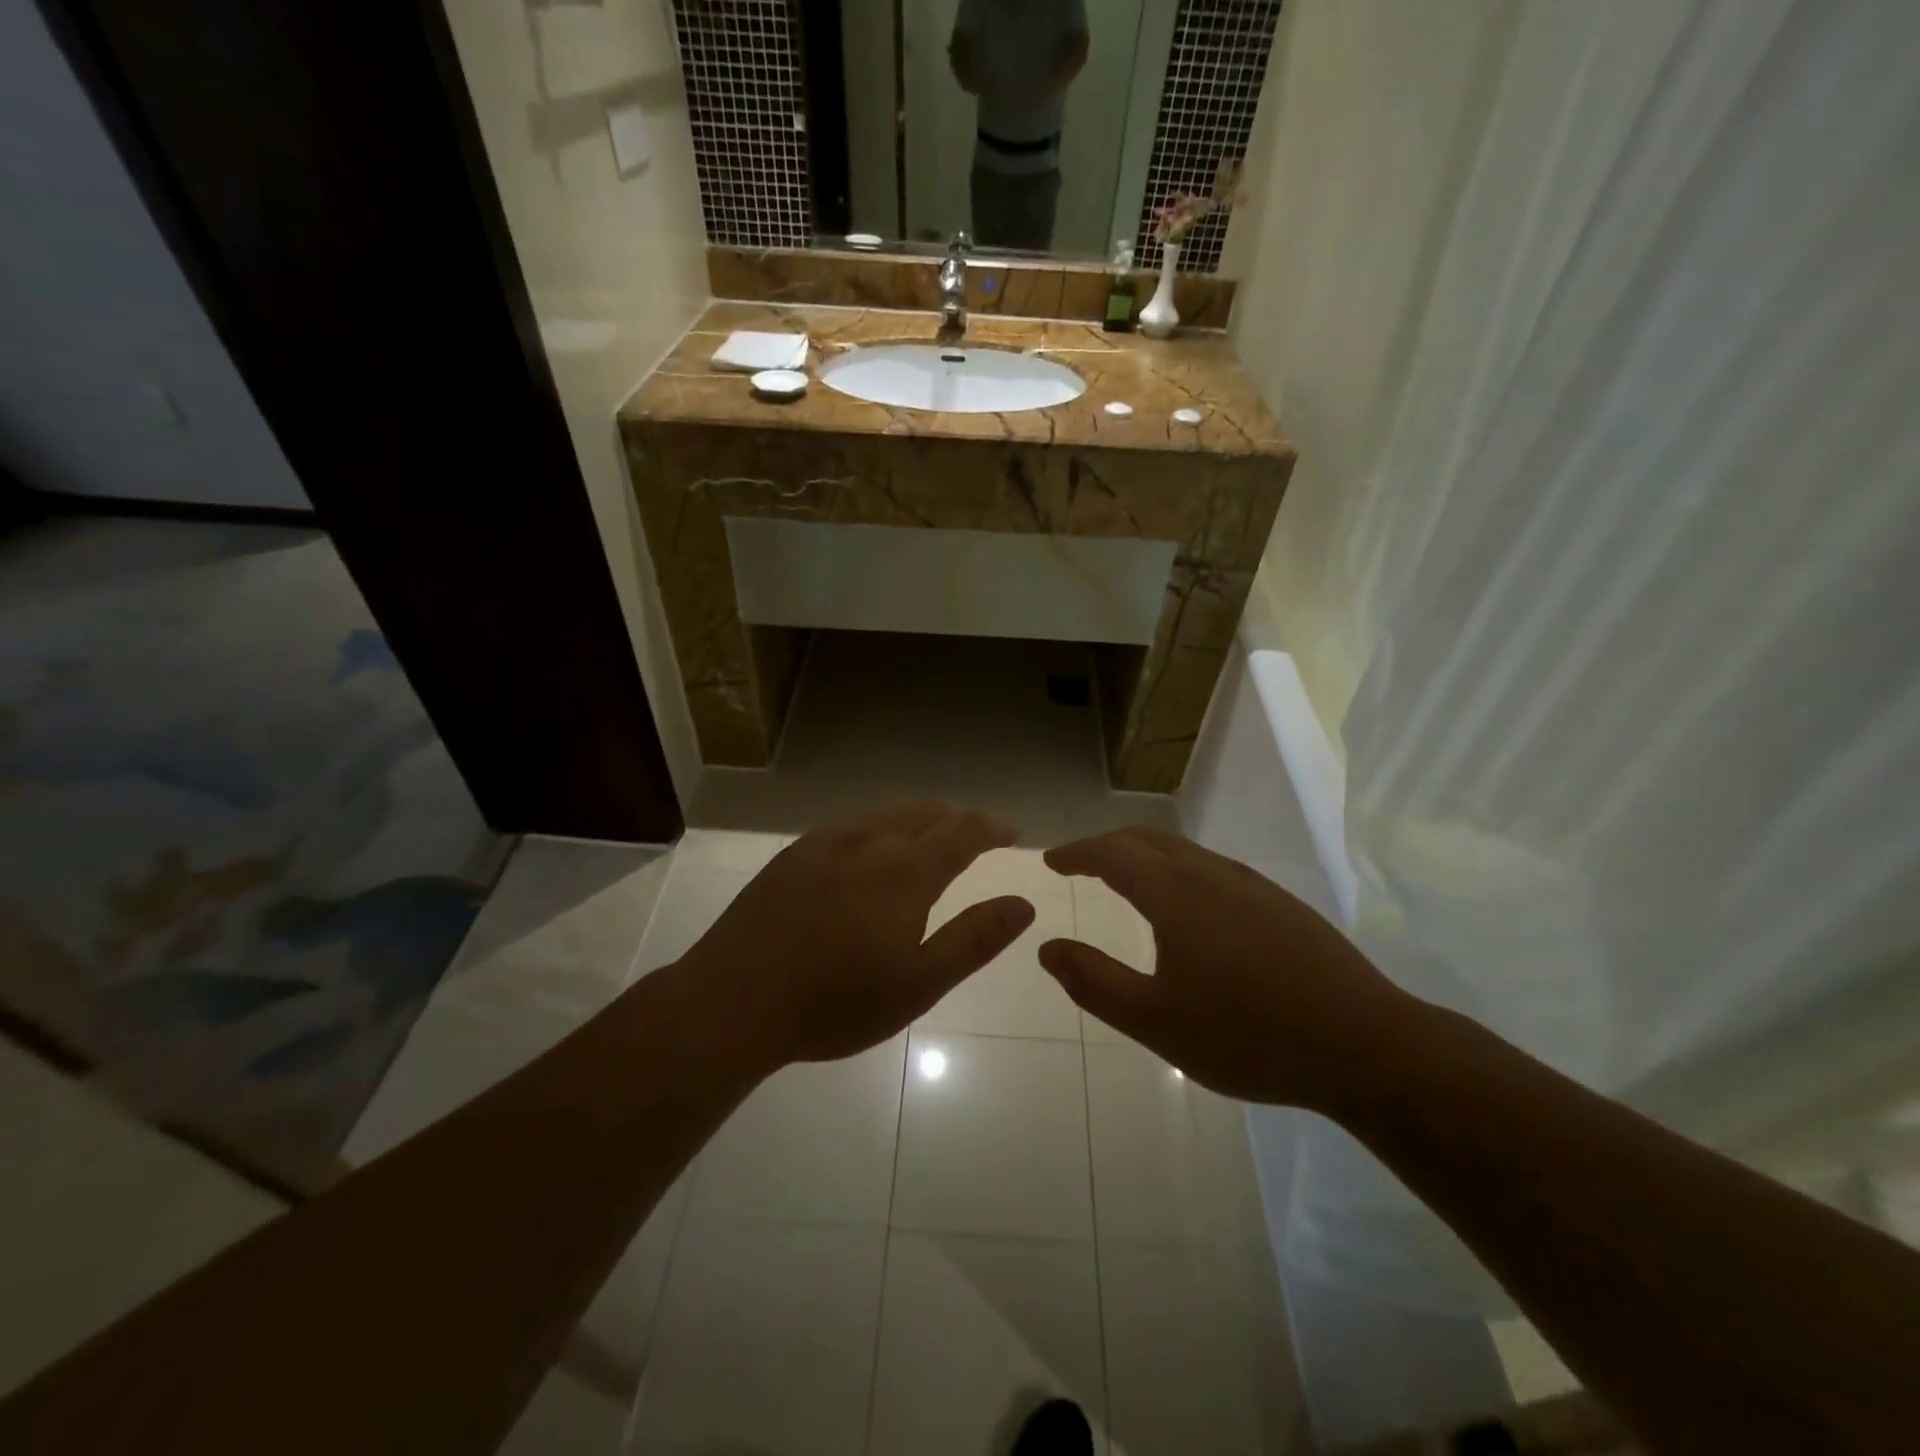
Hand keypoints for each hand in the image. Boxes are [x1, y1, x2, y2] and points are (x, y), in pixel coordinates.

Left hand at [675, 803, 1035, 1070]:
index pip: (961, 830)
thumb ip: (974, 939)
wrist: (733, 999)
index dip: (991, 827)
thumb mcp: (918, 984)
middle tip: (975, 835)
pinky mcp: (794, 854)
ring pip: (885, 813)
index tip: (1010, 832)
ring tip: (929, 835)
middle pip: (925, 812)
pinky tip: (870, 847)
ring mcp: (826, 842)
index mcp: (905, 871)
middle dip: (957, 819)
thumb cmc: (834, 1002)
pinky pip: (851, 823)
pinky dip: (879, 825)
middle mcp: (869, 841)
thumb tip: (1022, 903)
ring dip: (918, 818)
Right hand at [1039, 828, 1416, 1109]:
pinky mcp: (1280, 903)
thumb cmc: (1249, 1036)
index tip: (1051, 861)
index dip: (1077, 852)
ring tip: (1124, 880)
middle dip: (1107, 845)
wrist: (1367, 1047)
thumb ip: (1094, 982)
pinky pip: (1212, 867)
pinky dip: (1177, 869)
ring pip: (1183, 850)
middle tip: (1080, 864)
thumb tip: (1047, 947)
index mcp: (1177, 894)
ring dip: (1144, 855)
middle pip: (1147, 839)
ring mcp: (1252, 885)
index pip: (1113, 853)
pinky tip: (1186, 906)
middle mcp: (1212, 874)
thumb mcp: (1156, 1021)